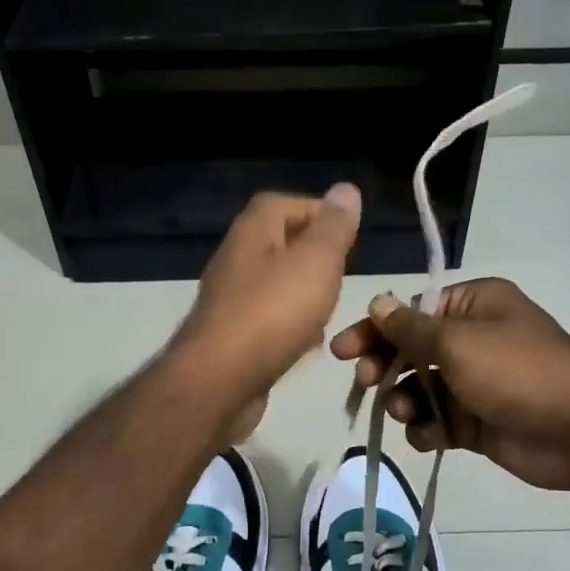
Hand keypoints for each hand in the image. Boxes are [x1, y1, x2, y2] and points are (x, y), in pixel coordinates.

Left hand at [174, 186, 363, 435]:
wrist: (219, 381)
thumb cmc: (273, 312)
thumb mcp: (316, 261)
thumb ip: (334, 227)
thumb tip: (346, 189)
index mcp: (252, 231)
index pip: (285, 203)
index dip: (319, 213)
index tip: (350, 236)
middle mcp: (236, 258)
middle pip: (280, 243)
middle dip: (315, 257)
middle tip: (344, 274)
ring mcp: (230, 299)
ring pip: (276, 284)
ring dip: (305, 293)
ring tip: (332, 308)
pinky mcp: (231, 336)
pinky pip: (269, 319)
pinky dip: (291, 325)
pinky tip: (309, 344)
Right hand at [330, 278, 569, 489]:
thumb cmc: (516, 371)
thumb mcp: (457, 342)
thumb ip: (410, 328)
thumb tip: (377, 303)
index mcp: (473, 306)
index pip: (410, 313)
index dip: (374, 330)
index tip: (341, 350)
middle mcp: (472, 339)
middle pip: (410, 351)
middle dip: (385, 368)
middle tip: (367, 382)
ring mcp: (474, 383)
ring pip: (419, 390)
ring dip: (405, 402)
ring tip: (409, 413)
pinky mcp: (476, 421)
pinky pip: (437, 422)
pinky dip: (428, 429)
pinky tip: (432, 436)